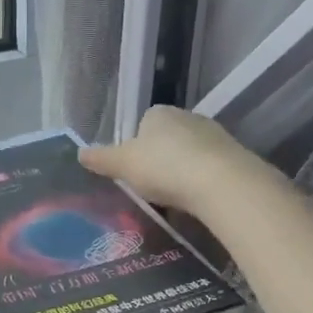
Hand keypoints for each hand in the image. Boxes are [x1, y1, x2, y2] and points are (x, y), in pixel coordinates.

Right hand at [79, 105, 275, 216]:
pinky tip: (196, 199)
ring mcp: (213, 134)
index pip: (143, 123)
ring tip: (174, 197)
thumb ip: (101, 158)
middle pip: (167, 137)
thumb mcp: (123, 165)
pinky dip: (201, 180)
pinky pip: (209, 167)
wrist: (220, 182)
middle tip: (151, 186)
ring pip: (189, 152)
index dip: (136, 146)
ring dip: (181, 169)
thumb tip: (78, 152)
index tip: (134, 170)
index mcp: (158, 113)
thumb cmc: (163, 167)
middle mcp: (187, 116)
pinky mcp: (233, 154)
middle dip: (160, 158)